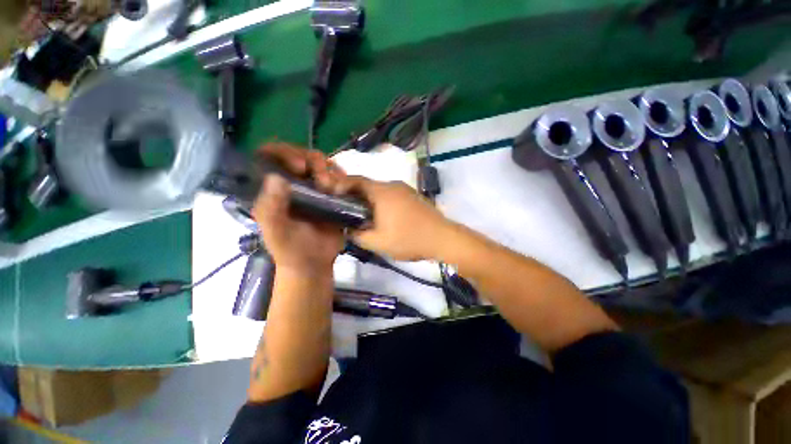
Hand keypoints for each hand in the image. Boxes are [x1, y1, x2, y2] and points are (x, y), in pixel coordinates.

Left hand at [253, 143, 346, 272]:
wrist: (314, 263)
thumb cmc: (291, 250)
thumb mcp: (276, 232)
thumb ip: (271, 209)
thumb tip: (276, 178)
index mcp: (272, 190)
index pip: (271, 157)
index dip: (284, 153)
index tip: (300, 166)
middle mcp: (291, 185)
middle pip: (300, 156)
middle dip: (313, 161)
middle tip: (323, 180)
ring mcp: (312, 189)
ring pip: (319, 164)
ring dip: (328, 169)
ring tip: (333, 186)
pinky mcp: (329, 196)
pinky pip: (335, 178)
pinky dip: (340, 177)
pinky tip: (342, 185)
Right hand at [340, 177, 452, 261]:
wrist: (442, 238)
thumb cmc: (408, 239)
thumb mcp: (378, 242)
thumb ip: (358, 235)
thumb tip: (348, 229)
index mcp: (382, 192)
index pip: (356, 180)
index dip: (342, 185)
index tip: (333, 196)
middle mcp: (393, 185)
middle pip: (369, 185)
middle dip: (356, 196)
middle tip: (348, 211)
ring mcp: (406, 189)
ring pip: (381, 191)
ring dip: (371, 200)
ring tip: (366, 216)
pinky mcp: (414, 196)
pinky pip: (393, 195)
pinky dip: (384, 202)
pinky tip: (385, 217)